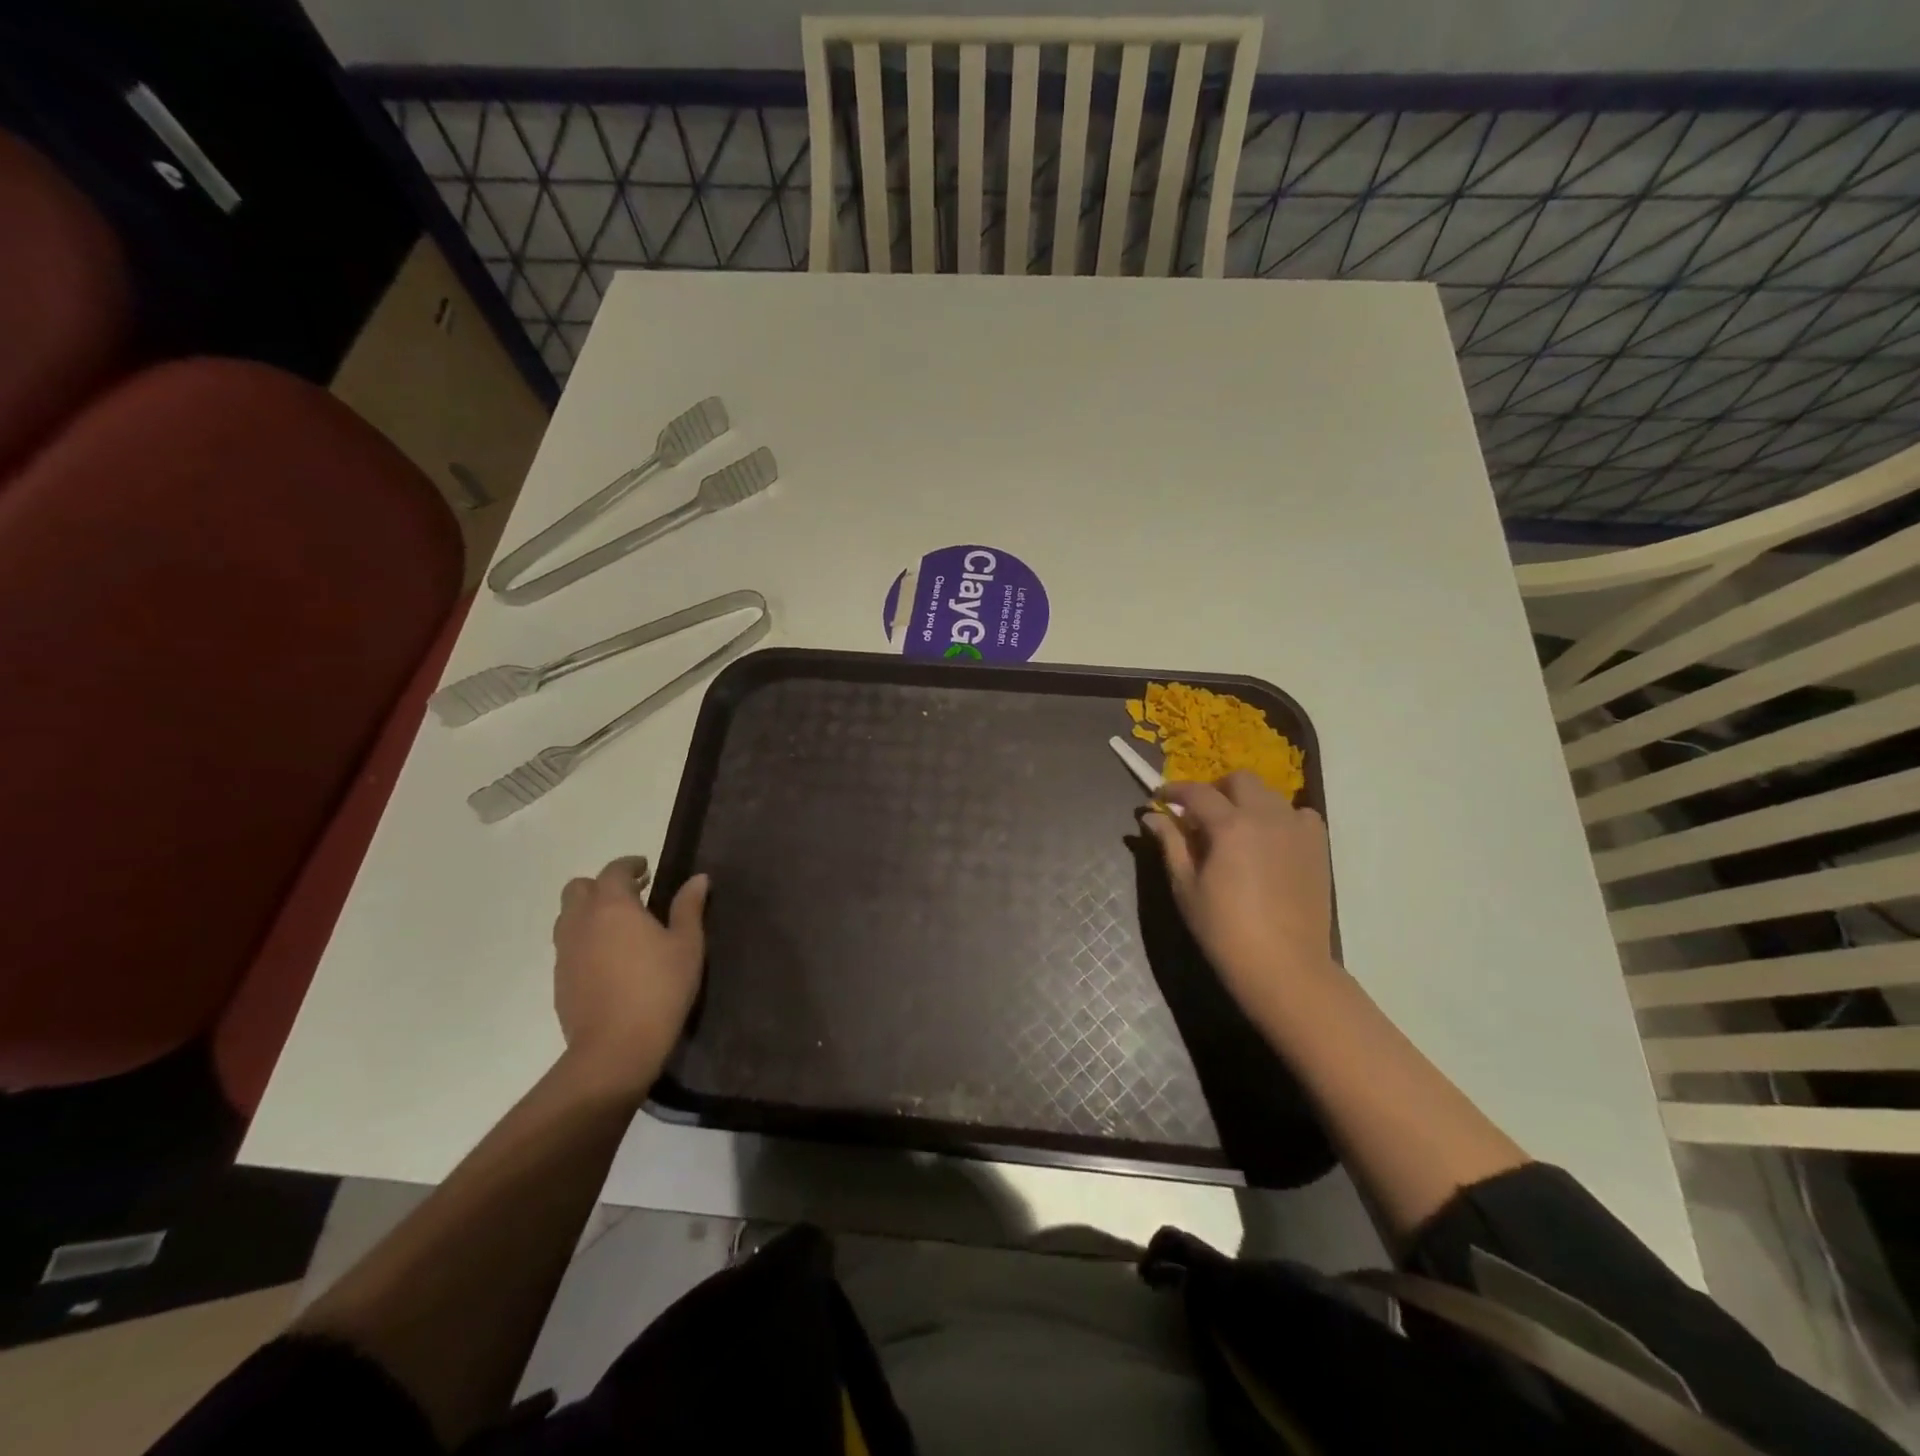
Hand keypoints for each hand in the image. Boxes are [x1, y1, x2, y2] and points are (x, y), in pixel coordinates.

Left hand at [551, 856, 709, 1096]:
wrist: (615, 1048)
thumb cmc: (659, 988)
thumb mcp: (687, 945)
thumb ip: (689, 907)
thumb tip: (697, 878)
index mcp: (612, 906)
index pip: (614, 871)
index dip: (630, 865)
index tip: (646, 869)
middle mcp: (581, 922)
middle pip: (579, 889)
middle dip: (602, 885)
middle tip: (632, 896)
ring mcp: (565, 953)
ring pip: (568, 917)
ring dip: (589, 912)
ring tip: (619, 926)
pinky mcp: (559, 981)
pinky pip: (568, 946)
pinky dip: (584, 940)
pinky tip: (609, 959)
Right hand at [1143, 773, 1336, 1018]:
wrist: (1284, 965)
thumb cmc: (1224, 929)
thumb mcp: (1186, 886)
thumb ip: (1171, 844)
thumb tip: (1151, 816)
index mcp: (1230, 825)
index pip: (1197, 792)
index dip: (1174, 791)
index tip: (1160, 799)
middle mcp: (1267, 816)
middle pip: (1240, 780)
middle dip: (1215, 788)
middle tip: (1200, 814)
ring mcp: (1297, 829)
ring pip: (1270, 794)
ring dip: (1247, 801)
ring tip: (1236, 829)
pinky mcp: (1318, 846)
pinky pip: (1299, 815)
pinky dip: (1281, 818)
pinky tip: (1271, 841)